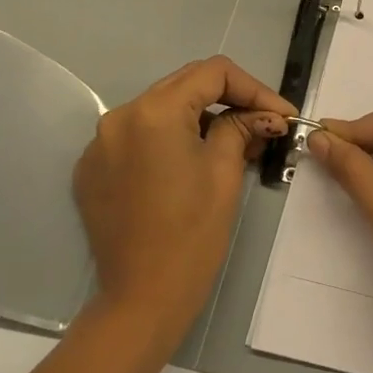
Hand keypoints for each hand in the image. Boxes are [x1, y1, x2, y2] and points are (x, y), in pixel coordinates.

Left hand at [73, 56, 290, 356]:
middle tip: (263, 126)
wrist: (141, 299)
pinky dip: (168, 142)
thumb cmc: (192, 235)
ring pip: (160, 111)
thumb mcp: (225, 173)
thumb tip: (265, 115)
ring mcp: (100, 144)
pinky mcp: (92, 170)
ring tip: (233, 146)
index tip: (280, 115)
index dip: (253, 88)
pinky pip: (138, 138)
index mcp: (154, 112)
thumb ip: (242, 128)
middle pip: (184, 86)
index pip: (212, 73)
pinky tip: (191, 166)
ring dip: (199, 120)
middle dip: (228, 100)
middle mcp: (119, 116)